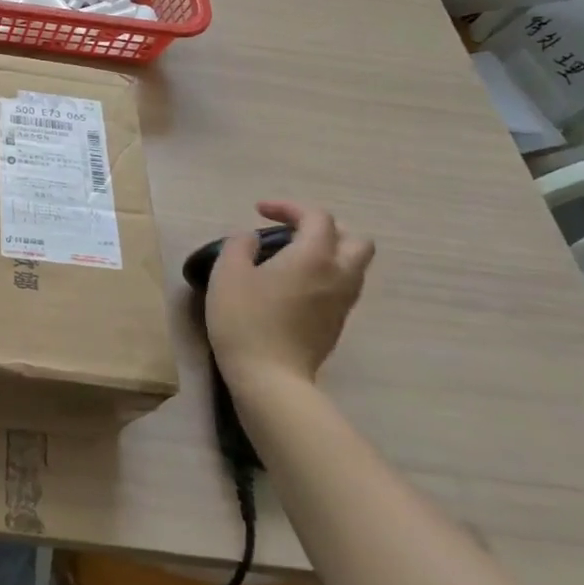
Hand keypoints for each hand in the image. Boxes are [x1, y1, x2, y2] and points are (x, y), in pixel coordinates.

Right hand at [204, 201, 374, 398]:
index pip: (317, 217)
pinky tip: (293, 285)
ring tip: (291, 257)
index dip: (289, 207)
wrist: (270, 377)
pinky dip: (324, 275)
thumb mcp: (228, 273)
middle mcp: (338, 275)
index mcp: (314, 256)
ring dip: (329, 253)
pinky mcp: (337, 324)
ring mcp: (342, 302)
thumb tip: (250, 237)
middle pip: (356, 239)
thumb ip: (239, 245)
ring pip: (353, 265)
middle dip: (325, 229)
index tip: (259, 212)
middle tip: (291, 232)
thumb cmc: (245, 319)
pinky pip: (342, 286)